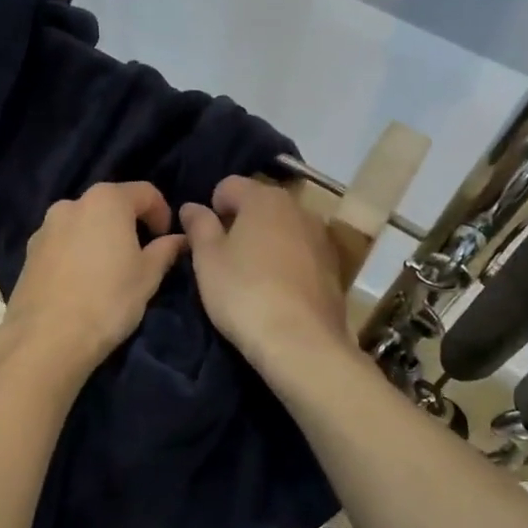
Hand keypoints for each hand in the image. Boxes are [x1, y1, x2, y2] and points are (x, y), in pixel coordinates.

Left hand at [0, 181, 185, 381]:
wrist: (47, 338)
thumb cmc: (108, 300)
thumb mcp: (147, 277)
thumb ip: (165, 251)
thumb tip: (179, 239)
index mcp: (106, 200)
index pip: (145, 193)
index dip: (162, 214)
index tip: (167, 241)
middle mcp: (71, 204)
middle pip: (110, 205)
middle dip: (129, 224)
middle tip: (140, 256)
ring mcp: (45, 227)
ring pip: (83, 224)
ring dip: (100, 238)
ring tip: (109, 272)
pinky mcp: (29, 252)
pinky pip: (63, 243)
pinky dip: (77, 253)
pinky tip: (82, 283)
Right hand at [181, 175, 352, 368]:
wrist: (300, 341)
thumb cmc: (244, 293)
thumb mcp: (207, 260)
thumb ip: (199, 226)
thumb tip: (192, 206)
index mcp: (264, 198)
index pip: (229, 185)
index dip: (212, 207)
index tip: (205, 238)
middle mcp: (298, 207)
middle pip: (260, 204)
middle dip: (242, 223)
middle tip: (225, 258)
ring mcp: (321, 236)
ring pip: (284, 228)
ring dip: (267, 242)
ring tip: (252, 277)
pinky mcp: (334, 266)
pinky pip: (302, 253)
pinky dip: (288, 262)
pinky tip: (278, 292)